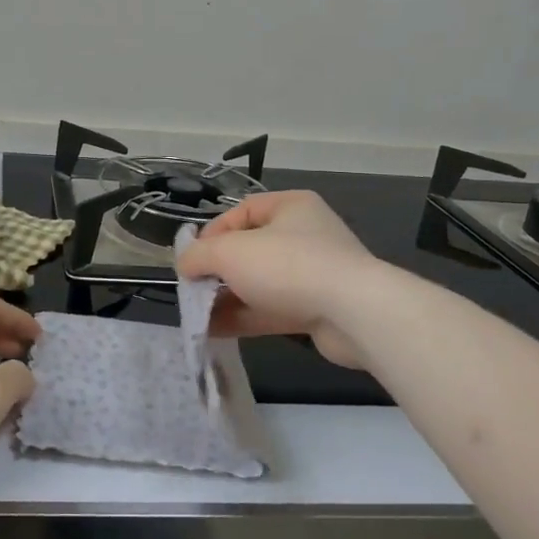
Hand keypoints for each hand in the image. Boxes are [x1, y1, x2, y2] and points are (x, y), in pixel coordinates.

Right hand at [177, 191, 381, 369]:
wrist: (354, 313)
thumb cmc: (287, 265)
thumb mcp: (230, 252)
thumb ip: (199, 255)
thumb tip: (185, 265)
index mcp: (290, 207)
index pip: (241, 211)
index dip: (212, 233)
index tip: (192, 258)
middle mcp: (304, 235)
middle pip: (249, 249)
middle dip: (217, 270)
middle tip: (193, 288)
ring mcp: (313, 274)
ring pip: (259, 283)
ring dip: (228, 298)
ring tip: (198, 315)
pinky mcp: (317, 309)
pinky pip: (272, 309)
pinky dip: (244, 317)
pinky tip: (215, 331)